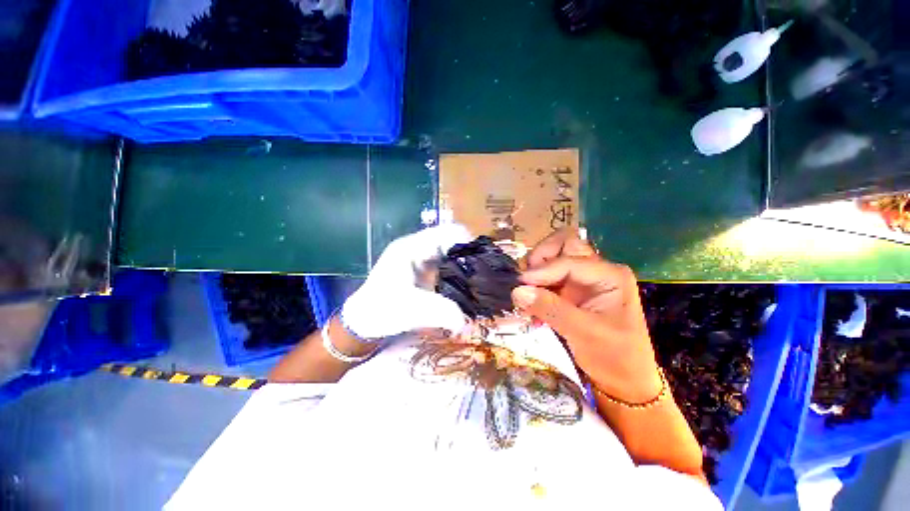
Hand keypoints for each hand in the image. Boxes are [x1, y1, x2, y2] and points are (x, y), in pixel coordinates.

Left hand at [341, 225, 471, 339]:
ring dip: (464, 262)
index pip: (446, 232)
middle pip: (451, 240)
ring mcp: (420, 258)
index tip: (483, 258)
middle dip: (469, 253)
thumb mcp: (412, 309)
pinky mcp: (423, 269)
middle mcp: (418, 247)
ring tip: (479, 278)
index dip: (467, 241)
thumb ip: (440, 312)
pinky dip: (457, 271)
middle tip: (484, 271)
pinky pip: (446, 264)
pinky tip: (465, 285)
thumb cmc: (382, 309)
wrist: (364, 320)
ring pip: (450, 252)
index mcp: (412, 247)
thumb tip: (466, 321)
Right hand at [510, 229, 661, 403]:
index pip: (569, 261)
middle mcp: (596, 270)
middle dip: (541, 257)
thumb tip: (517, 291)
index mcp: (610, 275)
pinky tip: (531, 304)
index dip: (542, 271)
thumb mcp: (584, 333)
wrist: (624, 381)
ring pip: (553, 257)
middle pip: (564, 245)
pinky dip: (536, 285)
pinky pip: (547, 277)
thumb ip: (550, 309)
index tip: (519, 285)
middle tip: (527, 278)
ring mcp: (582, 279)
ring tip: (526, 291)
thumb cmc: (615, 357)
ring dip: (536, 270)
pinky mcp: (570, 291)